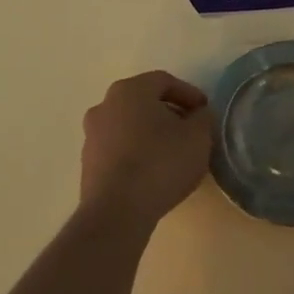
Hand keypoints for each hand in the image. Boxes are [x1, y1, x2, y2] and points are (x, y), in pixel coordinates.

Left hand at [79, 71, 213, 232]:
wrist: (117, 212)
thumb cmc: (160, 163)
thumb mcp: (198, 137)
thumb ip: (203, 118)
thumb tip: (198, 114)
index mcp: (130, 90)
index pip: (164, 81)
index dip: (189, 94)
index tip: (205, 112)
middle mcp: (105, 105)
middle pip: (144, 101)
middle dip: (169, 113)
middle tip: (190, 130)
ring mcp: (92, 135)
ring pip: (129, 125)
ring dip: (151, 133)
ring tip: (173, 153)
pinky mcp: (88, 163)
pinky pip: (119, 149)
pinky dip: (136, 153)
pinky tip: (153, 172)